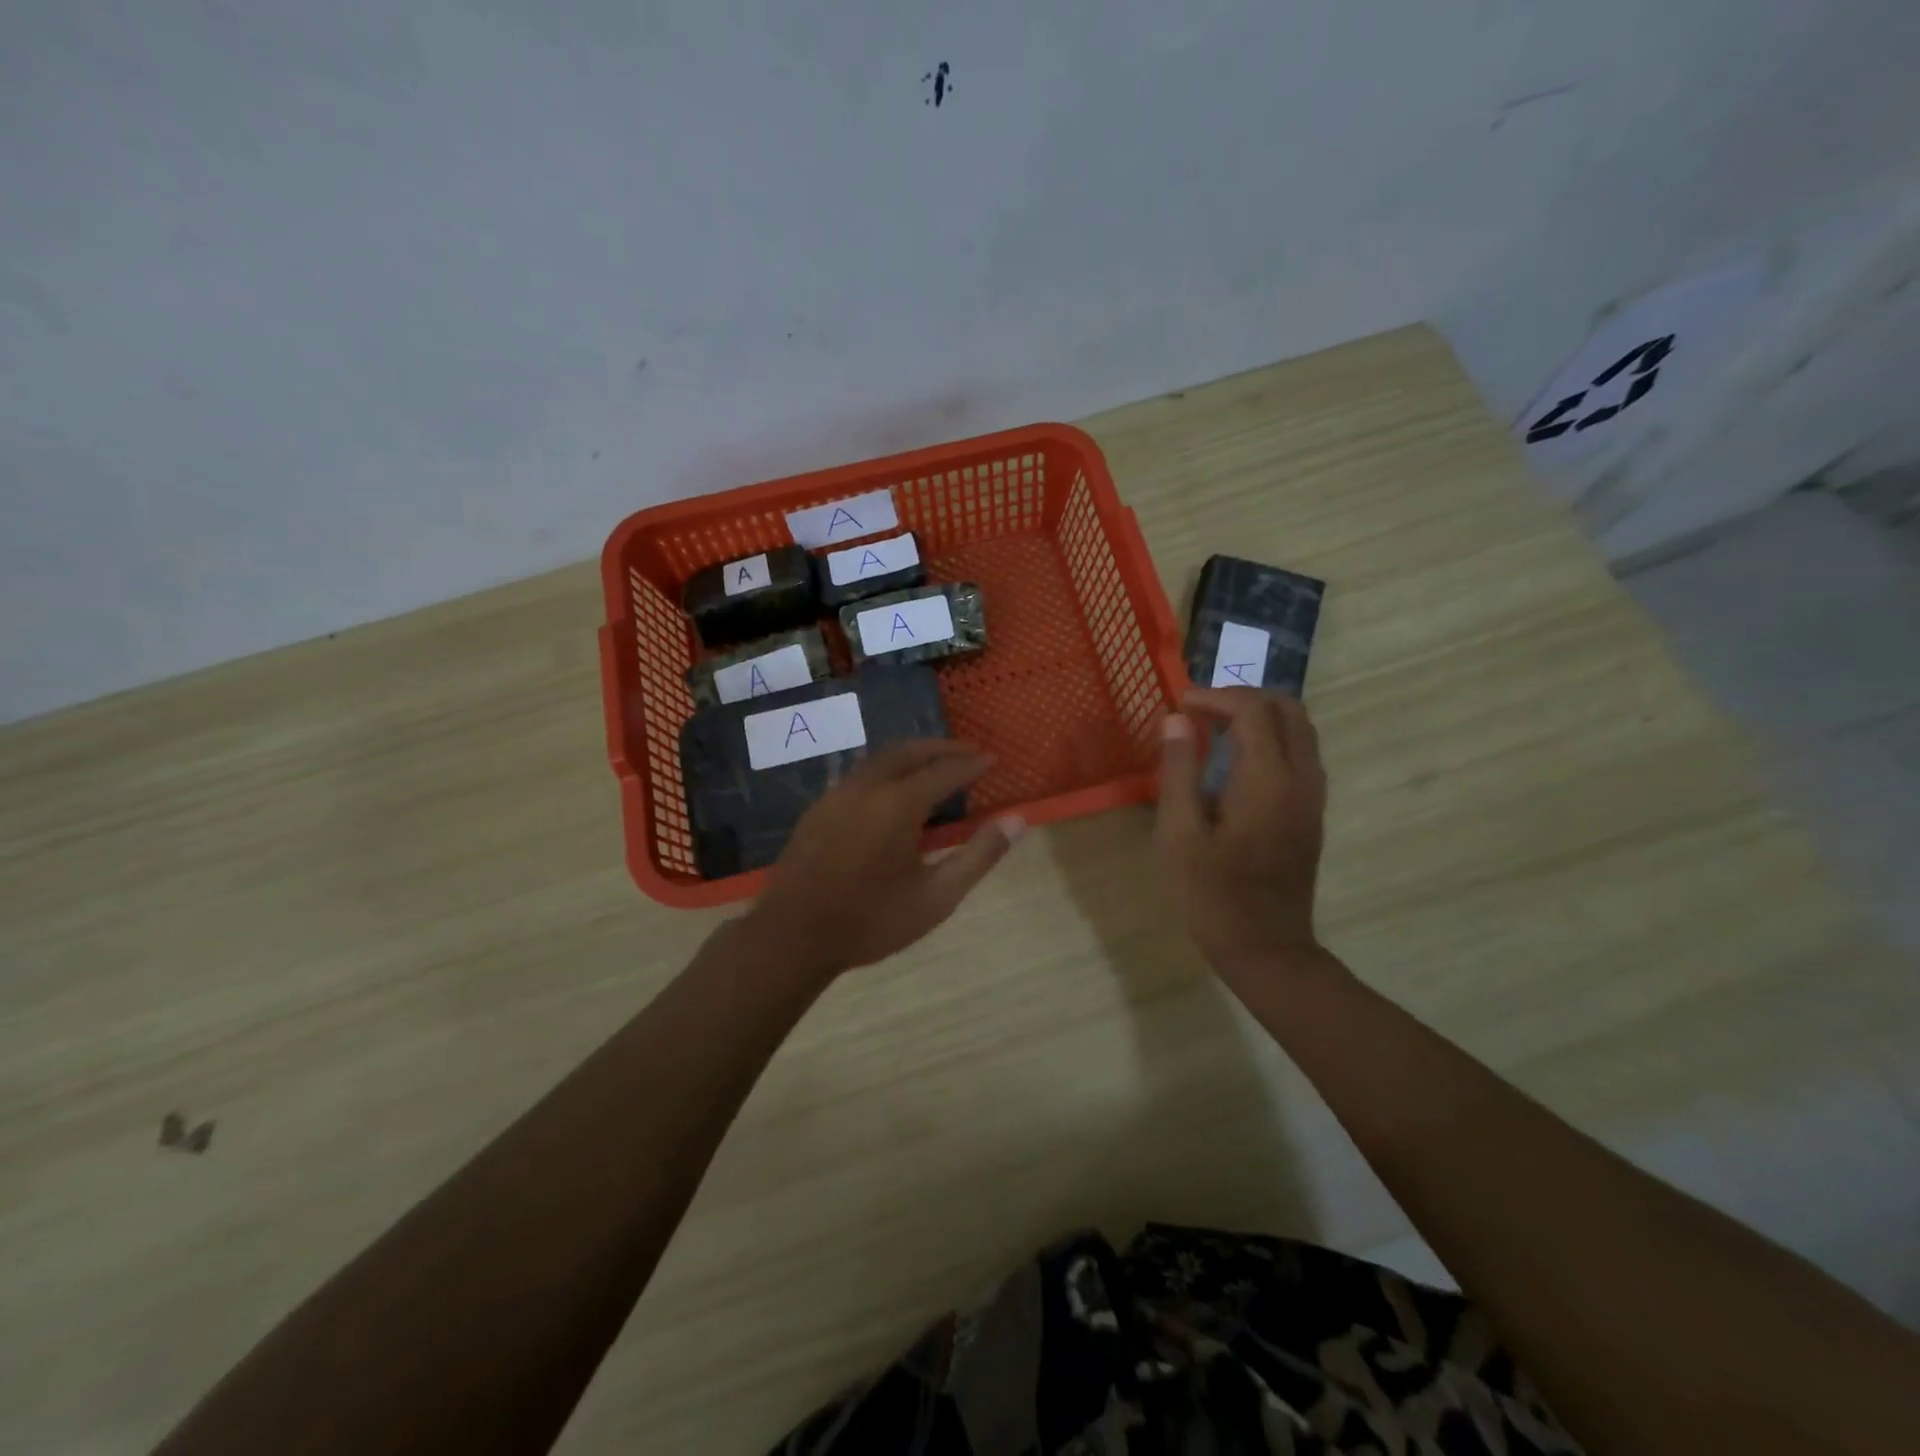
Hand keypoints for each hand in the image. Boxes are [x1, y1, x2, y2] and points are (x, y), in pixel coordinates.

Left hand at [746, 742, 1024, 978]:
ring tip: (935, 764)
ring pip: (880, 759)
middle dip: (941, 747)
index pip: (944, 771)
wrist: (792, 936)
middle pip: (909, 752)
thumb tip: (1017, 821)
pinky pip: (860, 774)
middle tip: (969, 752)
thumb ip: (979, 855)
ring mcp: (837, 795)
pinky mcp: (818, 808)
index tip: (992, 760)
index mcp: (898, 805)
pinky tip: (893, 790)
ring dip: (912, 755)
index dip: (971, 764)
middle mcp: (867, 788)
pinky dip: (887, 769)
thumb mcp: (937, 897)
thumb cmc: (871, 921)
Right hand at [1155, 688, 1327, 978]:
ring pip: (1300, 729)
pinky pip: (1301, 753)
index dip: (1215, 697)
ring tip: (1214, 730)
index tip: (1179, 706)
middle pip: (1287, 708)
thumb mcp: (1178, 834)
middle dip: (1242, 698)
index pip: (1252, 709)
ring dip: (1259, 716)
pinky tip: (1236, 761)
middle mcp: (1301, 778)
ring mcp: (1312, 796)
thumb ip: (1178, 770)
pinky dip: (1272, 738)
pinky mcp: (1312, 812)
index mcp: (1268, 779)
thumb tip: (1176, 720)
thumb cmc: (1211, 894)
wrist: (1266, 948)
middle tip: (1199, 712)